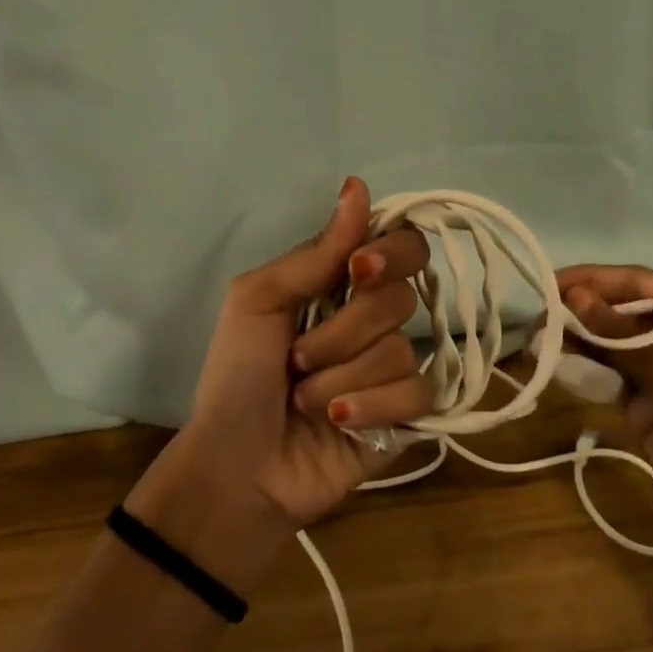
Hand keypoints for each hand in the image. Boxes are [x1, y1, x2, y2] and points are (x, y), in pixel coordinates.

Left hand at [129, 178, 435, 588]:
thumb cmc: (236, 378)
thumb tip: (358, 186)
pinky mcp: (407, 417)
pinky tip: (337, 422)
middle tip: (298, 358)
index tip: (358, 271)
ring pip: (399, 350)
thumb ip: (316, 252)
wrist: (235, 465)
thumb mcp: (258, 302)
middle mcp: (373, 320)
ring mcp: (392, 369)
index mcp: (341, 285)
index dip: (390, 252)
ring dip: (340, 376)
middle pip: (400, 298)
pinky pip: (417, 394)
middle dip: (342, 331)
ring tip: (305, 400)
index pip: (400, 245)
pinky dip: (369, 407)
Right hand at [555, 265, 652, 583]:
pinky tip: (558, 369)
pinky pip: (614, 380)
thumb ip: (619, 333)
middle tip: (535, 320)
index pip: (639, 283)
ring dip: (579, 343)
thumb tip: (572, 295)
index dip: (593, 279)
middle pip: (624, 313)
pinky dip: (588, 373)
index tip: (548, 282)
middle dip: (581, 313)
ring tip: (537, 343)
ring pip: (615, 347)